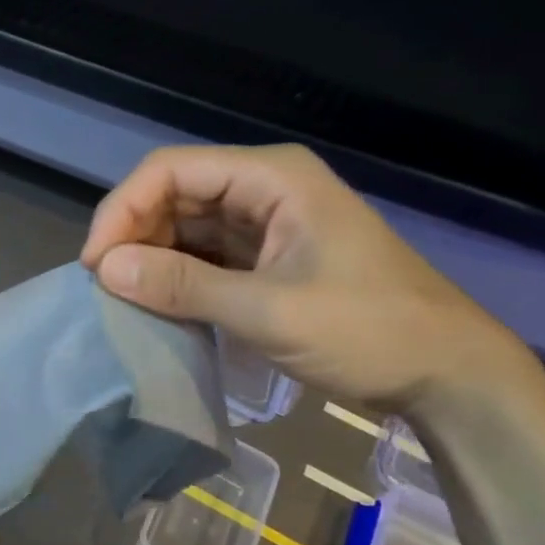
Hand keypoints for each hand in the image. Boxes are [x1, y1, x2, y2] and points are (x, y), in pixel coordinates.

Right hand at [80, 145, 521, 410]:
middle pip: (173, 194)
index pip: (170, 171)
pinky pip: (204, 254)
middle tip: (106, 287)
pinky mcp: (266, 257)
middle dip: (133, 234)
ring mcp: (266, 223)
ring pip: (184, 225)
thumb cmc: (369, 330)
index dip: (123, 210)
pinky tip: (157, 304)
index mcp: (270, 177)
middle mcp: (263, 188)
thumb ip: (183, 286)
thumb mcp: (269, 310)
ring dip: (151, 257)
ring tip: (124, 298)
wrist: (448, 374)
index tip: (96, 264)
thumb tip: (104, 269)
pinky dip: (176, 276)